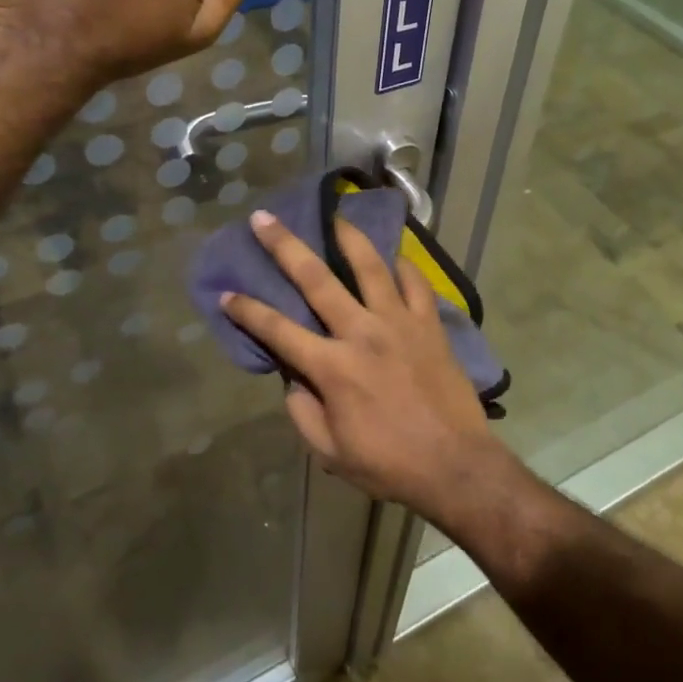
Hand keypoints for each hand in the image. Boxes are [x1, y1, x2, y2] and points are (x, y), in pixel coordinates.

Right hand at [220, 210, 514, 526]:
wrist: (455, 465)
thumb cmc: (388, 463)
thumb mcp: (329, 452)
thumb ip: (303, 411)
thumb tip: (293, 378)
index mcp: (332, 367)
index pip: (278, 330)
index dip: (247, 311)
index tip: (227, 293)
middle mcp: (362, 333)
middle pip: (316, 279)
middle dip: (285, 246)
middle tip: (265, 218)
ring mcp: (399, 323)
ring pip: (370, 266)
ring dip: (348, 238)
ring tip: (335, 216)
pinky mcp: (430, 324)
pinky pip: (416, 283)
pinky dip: (403, 266)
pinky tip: (393, 258)